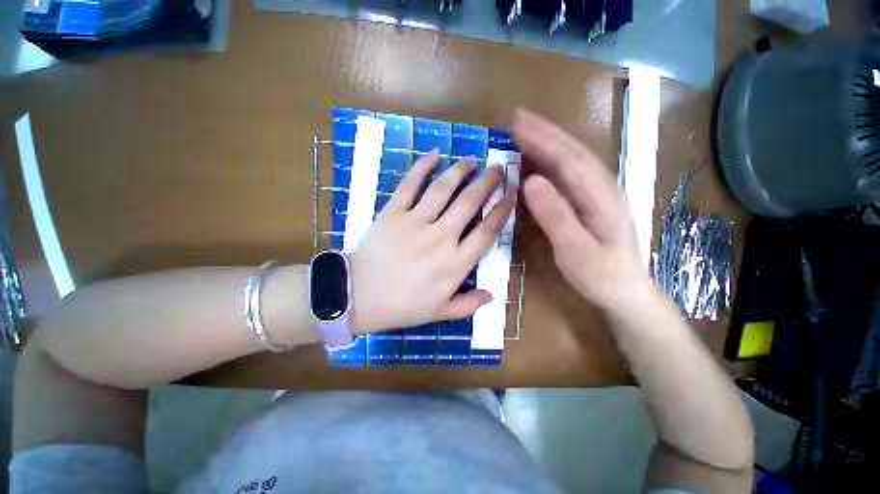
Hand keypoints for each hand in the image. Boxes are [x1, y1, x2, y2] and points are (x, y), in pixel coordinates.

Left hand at [349, 151, 514, 332]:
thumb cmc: (401, 306)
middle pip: (469, 203)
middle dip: (488, 182)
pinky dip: (422, 167)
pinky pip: (410, 185)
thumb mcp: (439, 312)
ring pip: (443, 189)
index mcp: (455, 263)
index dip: (501, 211)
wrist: (357, 296)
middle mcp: (441, 237)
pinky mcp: (393, 212)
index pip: (486, 231)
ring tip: (472, 159)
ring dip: (461, 171)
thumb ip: (468, 304)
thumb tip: (491, 295)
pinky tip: (434, 154)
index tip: (510, 195)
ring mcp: (416, 221)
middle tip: (498, 168)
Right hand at [513, 109, 649, 310]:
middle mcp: (602, 187)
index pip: (569, 159)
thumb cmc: (601, 275)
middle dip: (545, 131)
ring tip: (526, 129)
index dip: (543, 139)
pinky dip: (553, 160)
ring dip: (549, 141)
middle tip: (518, 117)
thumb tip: (530, 181)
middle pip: (573, 151)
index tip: (518, 123)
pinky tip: (540, 158)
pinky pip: (571, 173)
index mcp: (601, 197)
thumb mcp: (575, 250)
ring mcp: (598, 193)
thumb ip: (555, 215)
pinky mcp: (591, 201)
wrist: (626, 291)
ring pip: (573, 158)